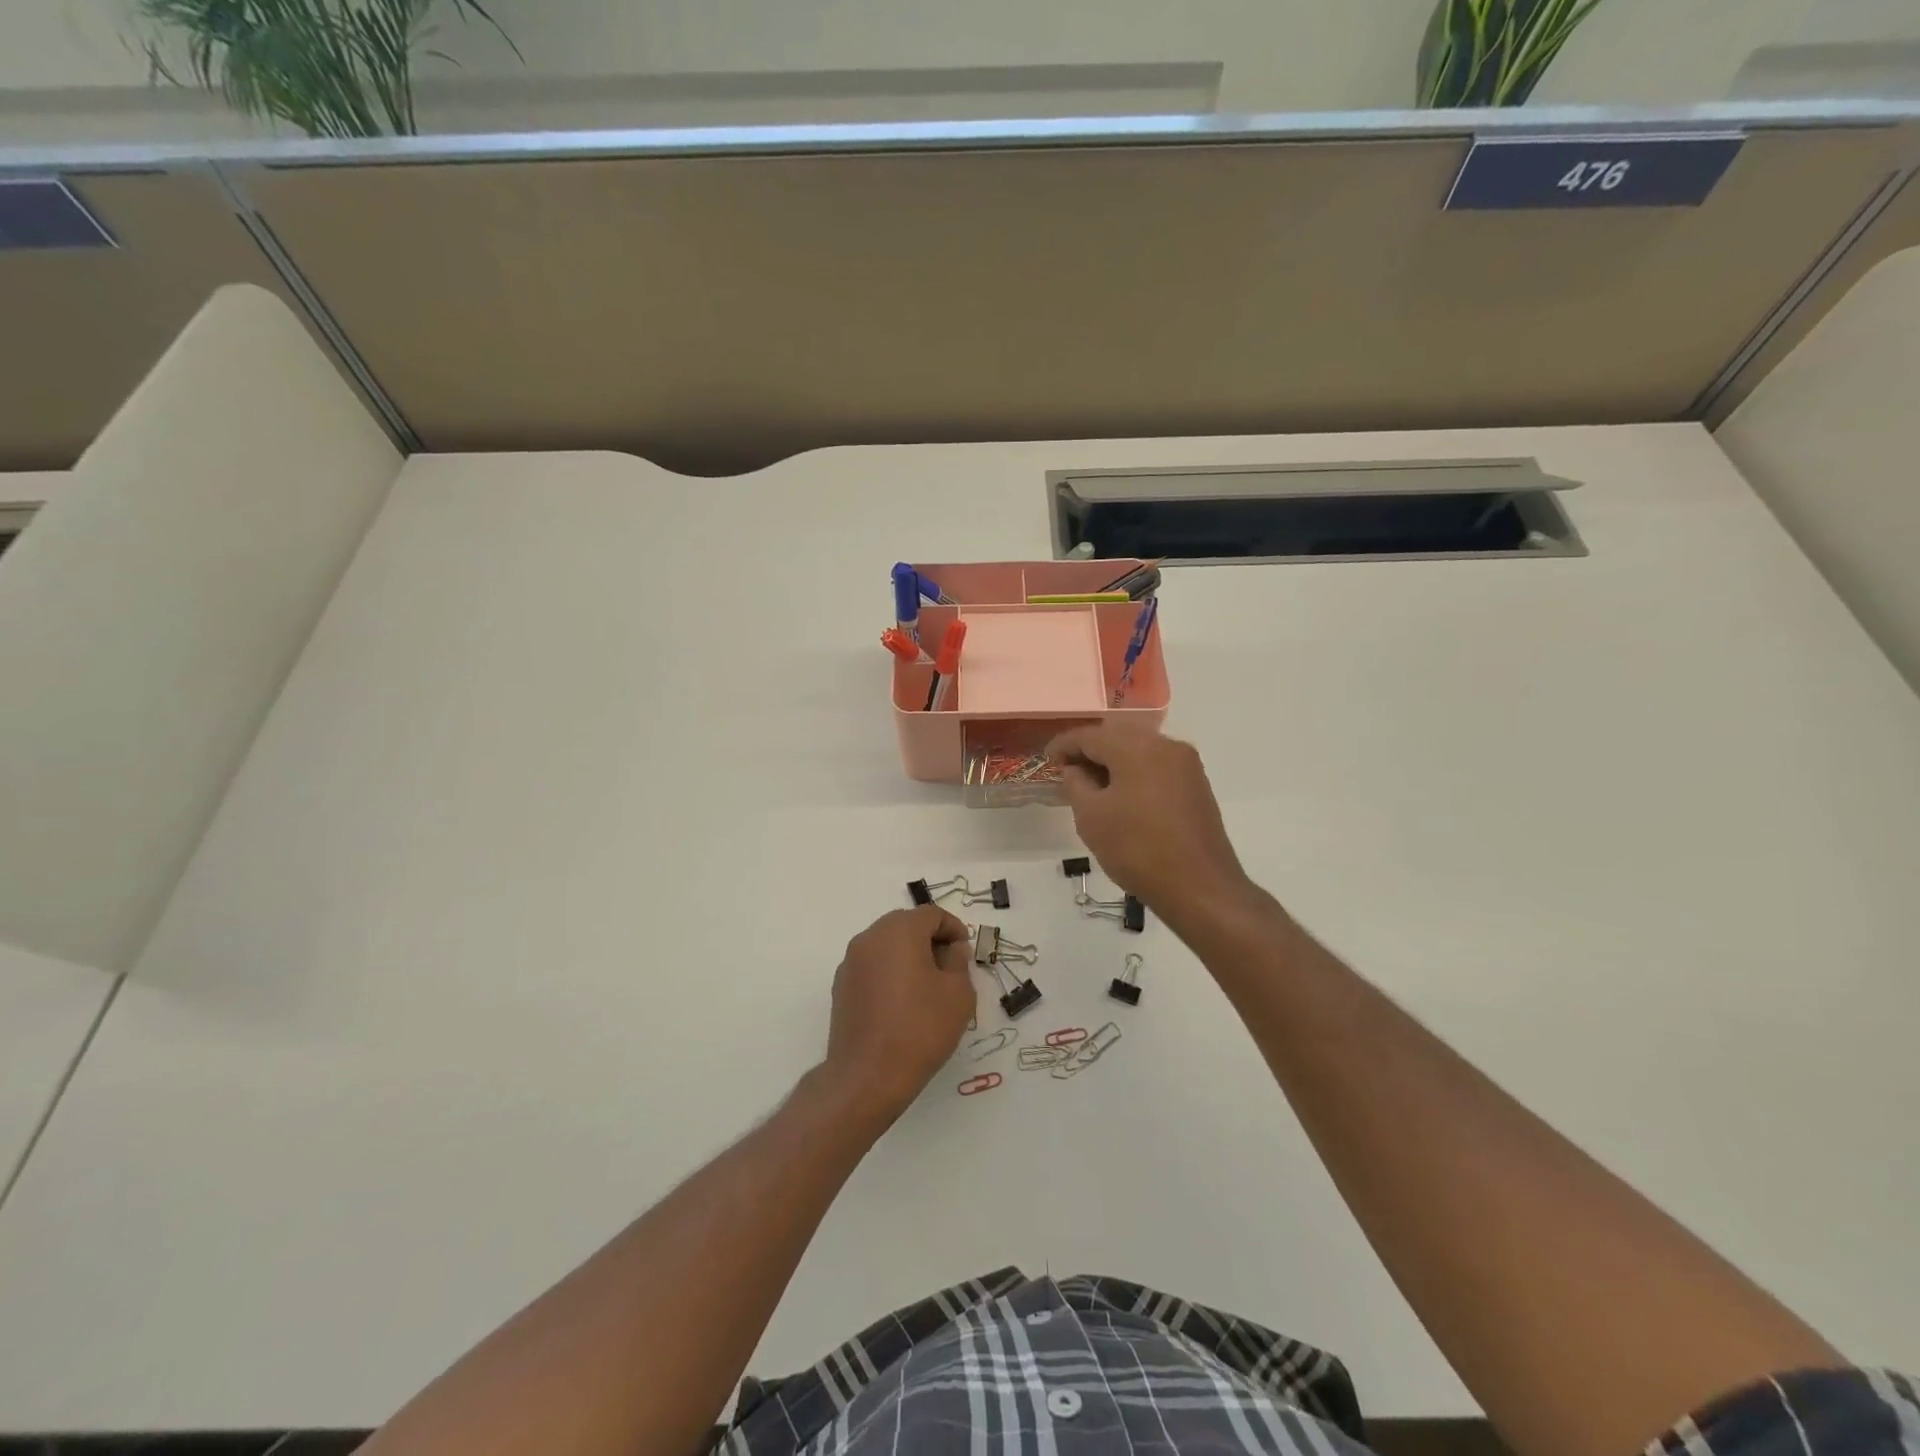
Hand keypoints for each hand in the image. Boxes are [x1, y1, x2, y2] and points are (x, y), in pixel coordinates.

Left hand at [821, 906, 976, 1122]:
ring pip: (887, 945)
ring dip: (908, 955)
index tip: (965, 952)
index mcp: (900, 931)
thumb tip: (952, 949)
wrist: (867, 1076)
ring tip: (927, 986)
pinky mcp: (841, 986)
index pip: (932, 914)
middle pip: (906, 924)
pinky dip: (890, 972)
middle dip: (930, 939)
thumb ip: (959, 962)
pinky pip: (872, 966)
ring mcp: (851, 961)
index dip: (954, 928)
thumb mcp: (958, 994)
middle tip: (950, 967)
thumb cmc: (920, 1029)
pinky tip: (902, 1002)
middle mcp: (870, 937)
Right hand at [1048, 725, 1250, 921]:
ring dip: (1113, 763)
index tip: (1046, 760)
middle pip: (1117, 737)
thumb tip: (1075, 769)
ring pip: (1139, 751)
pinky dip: (1134, 774)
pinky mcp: (1197, 785)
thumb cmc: (1137, 849)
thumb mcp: (1091, 817)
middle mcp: (1166, 745)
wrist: (1200, 888)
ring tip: (1091, 788)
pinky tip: (1121, 797)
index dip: (1064, 746)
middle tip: (1066, 773)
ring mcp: (1186, 765)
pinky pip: (1156, 767)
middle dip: (1089, 752)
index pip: (1090, 735)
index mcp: (1137, 747)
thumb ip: (1076, 783)